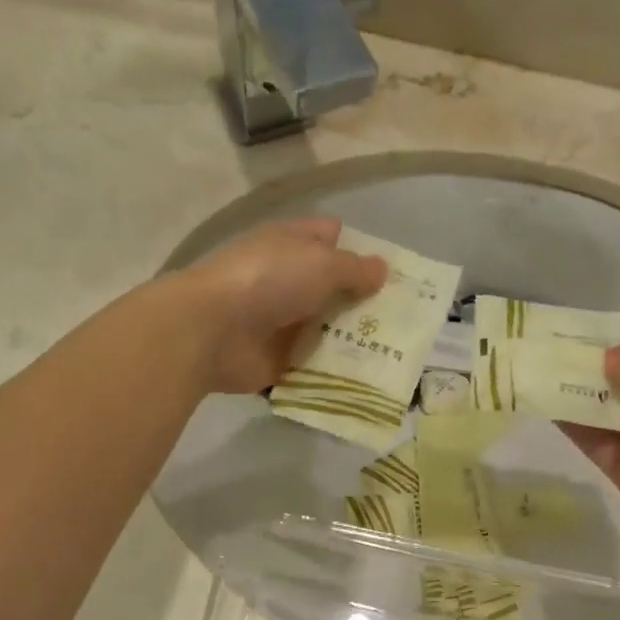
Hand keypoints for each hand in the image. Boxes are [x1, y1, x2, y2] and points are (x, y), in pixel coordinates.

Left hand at [176, 218, 387, 392]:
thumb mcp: (321, 264)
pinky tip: (371, 380)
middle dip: (366, 303)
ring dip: (355, 342)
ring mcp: (282, 323)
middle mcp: (288, 281)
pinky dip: (336, 373)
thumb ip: (354, 269)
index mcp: (292, 245)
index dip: (361, 250)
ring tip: (398, 353)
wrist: (212, 331)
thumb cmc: (268, 281)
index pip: (332, 238)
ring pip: (328, 331)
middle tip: (407, 320)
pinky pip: (315, 367)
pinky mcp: (279, 361)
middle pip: (334, 290)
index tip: (394, 272)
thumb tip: (382, 269)